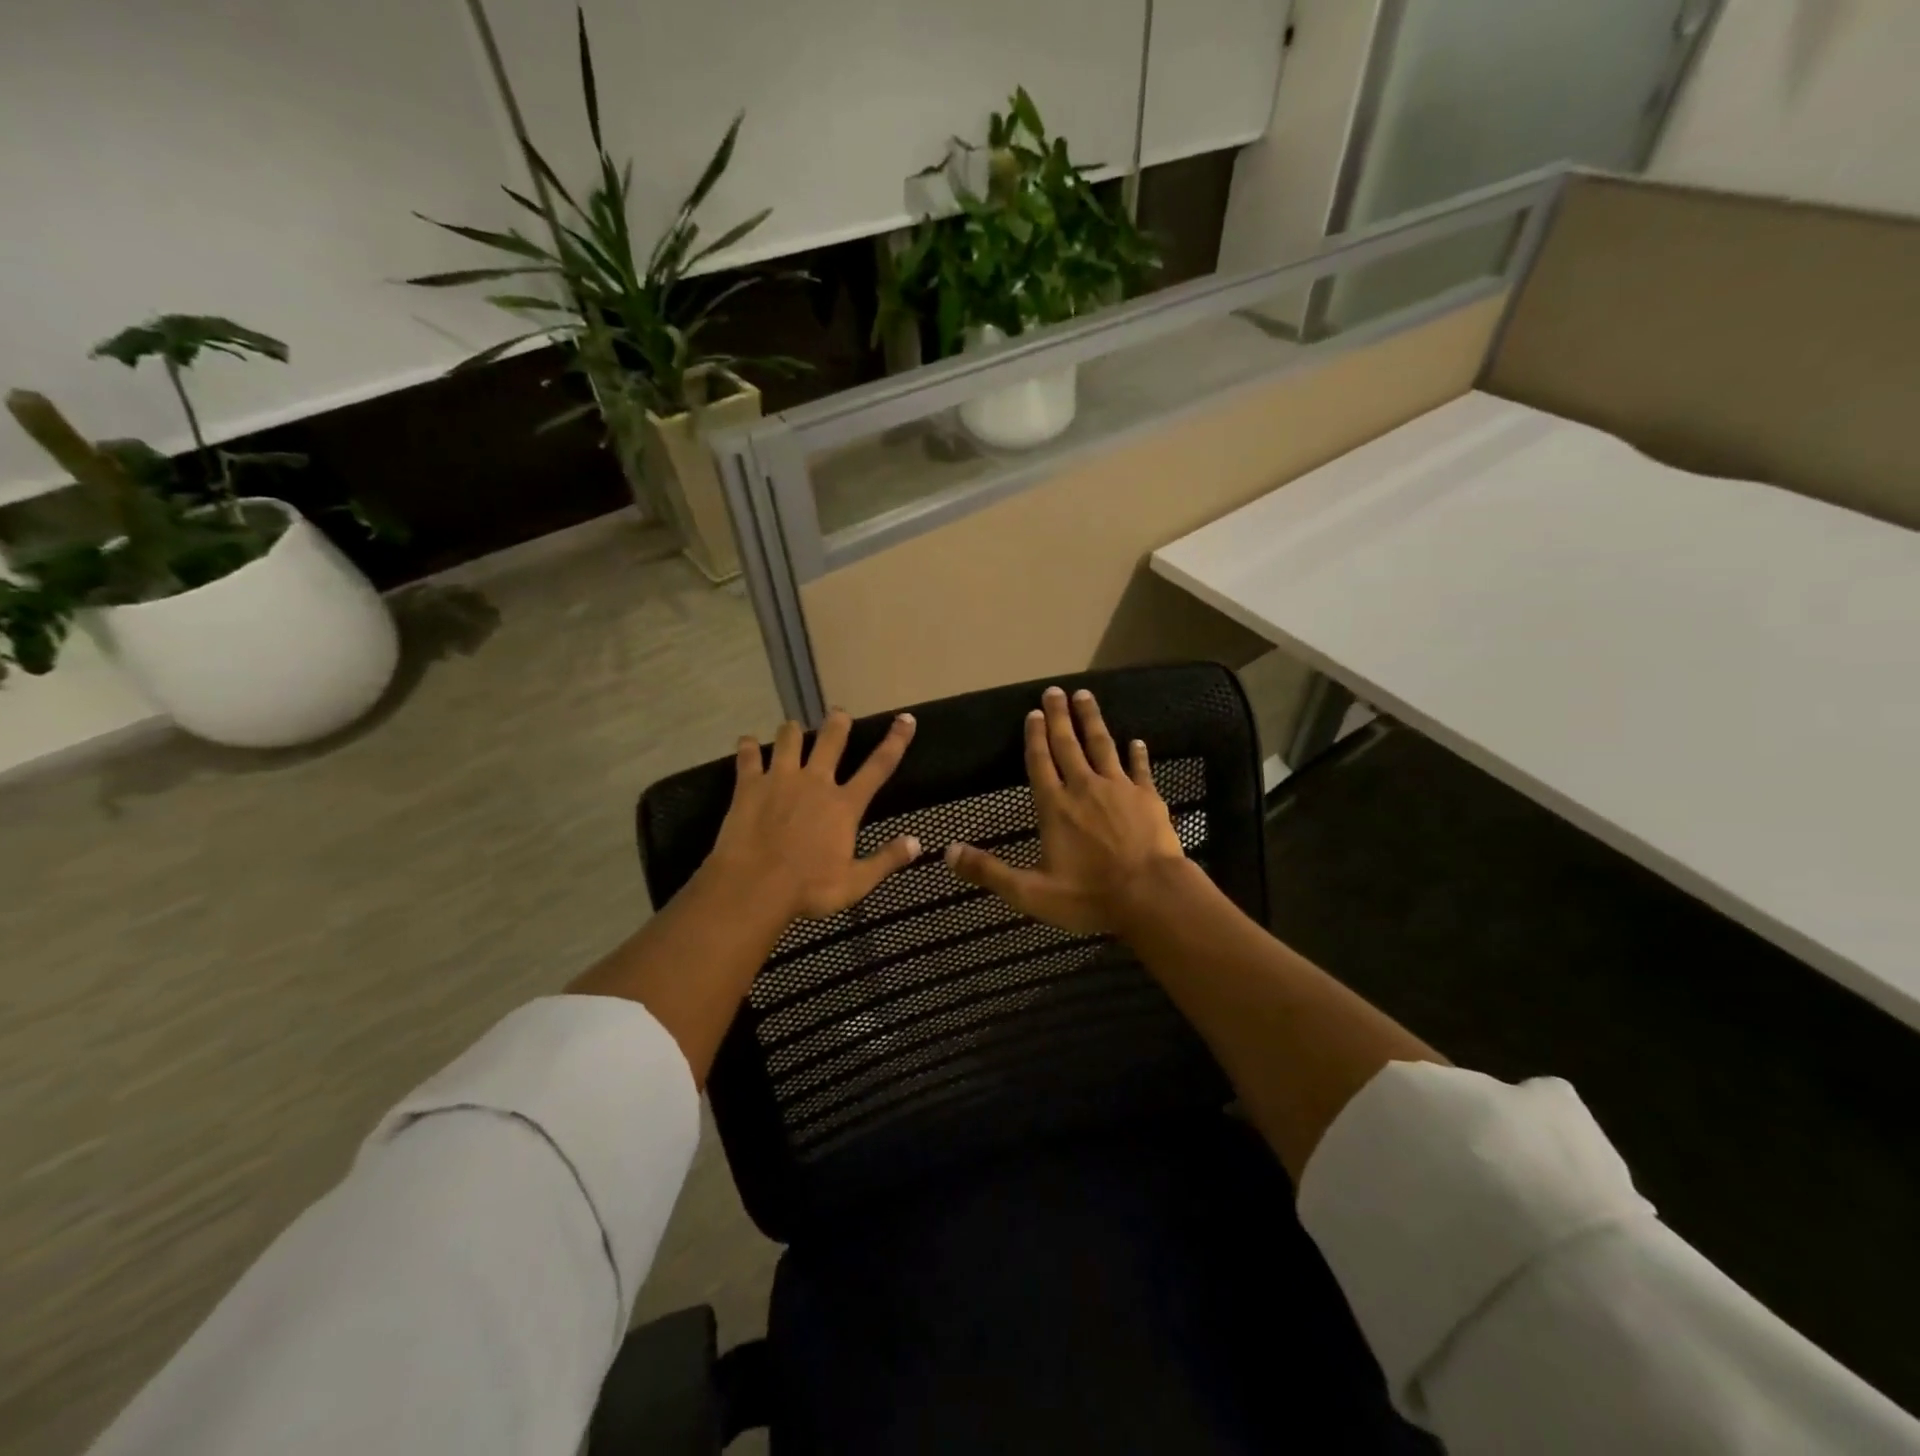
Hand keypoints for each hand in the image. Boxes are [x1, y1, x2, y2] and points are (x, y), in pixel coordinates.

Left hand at [704, 709, 921, 921]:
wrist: (753, 887)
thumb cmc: (808, 889)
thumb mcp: (855, 883)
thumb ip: (886, 860)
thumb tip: (917, 843)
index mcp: (844, 805)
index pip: (878, 766)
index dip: (895, 740)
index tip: (905, 719)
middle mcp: (815, 782)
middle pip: (830, 740)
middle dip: (837, 723)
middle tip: (839, 713)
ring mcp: (779, 780)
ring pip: (789, 740)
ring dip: (793, 730)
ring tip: (793, 727)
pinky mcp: (749, 786)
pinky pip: (749, 757)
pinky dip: (748, 747)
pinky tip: (747, 742)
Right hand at [945, 686, 1186, 934]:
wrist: (1151, 897)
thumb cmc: (1089, 896)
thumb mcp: (1030, 892)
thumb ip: (989, 871)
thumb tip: (948, 852)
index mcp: (1055, 807)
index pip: (1040, 763)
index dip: (1035, 737)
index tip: (1033, 712)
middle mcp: (1084, 788)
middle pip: (1069, 745)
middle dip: (1060, 716)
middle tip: (1055, 691)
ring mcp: (1119, 789)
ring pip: (1102, 745)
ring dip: (1092, 720)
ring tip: (1085, 696)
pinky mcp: (1148, 797)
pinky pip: (1140, 768)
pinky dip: (1137, 754)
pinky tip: (1136, 741)